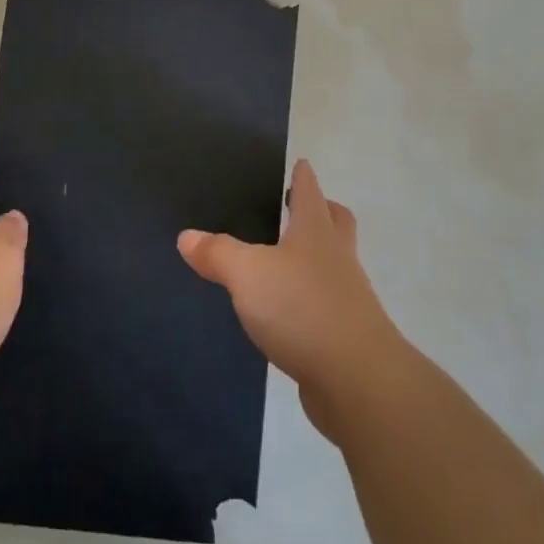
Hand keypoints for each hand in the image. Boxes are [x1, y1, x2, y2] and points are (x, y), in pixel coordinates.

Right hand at [179, 160, 406, 441]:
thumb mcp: (248, 274)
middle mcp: (337, 257)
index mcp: (316, 231)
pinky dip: (310, 299)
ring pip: (334, 263)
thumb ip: (218, 253)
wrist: (357, 380)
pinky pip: (326, 304)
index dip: (303, 176)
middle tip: (300, 207)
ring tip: (285, 261)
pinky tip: (287, 313)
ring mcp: (347, 297)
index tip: (301, 163)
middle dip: (322, 211)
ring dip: (316, 256)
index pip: (310, 191)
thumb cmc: (302, 309)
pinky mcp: (345, 335)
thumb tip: (186, 236)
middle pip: (335, 222)